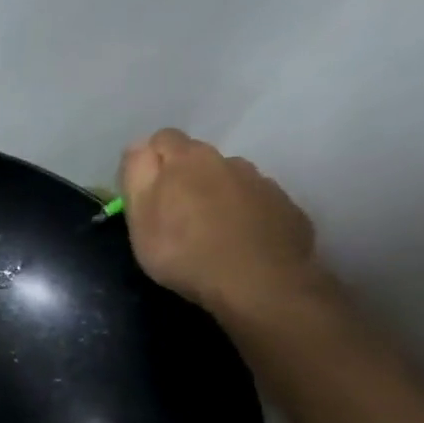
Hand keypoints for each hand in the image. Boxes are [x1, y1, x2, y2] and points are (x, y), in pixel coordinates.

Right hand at [119, 129, 321, 319]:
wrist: (259, 283)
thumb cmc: (183, 251)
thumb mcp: (139, 216)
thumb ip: (137, 174)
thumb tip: (139, 146)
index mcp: (187, 159)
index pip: (162, 139)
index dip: (149, 161)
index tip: (144, 192)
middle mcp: (228, 161)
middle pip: (198, 159)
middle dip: (184, 179)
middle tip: (173, 217)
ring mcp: (262, 183)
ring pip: (230, 180)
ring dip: (216, 195)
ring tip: (209, 231)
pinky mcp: (286, 208)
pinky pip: (257, 203)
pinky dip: (245, 215)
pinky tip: (238, 242)